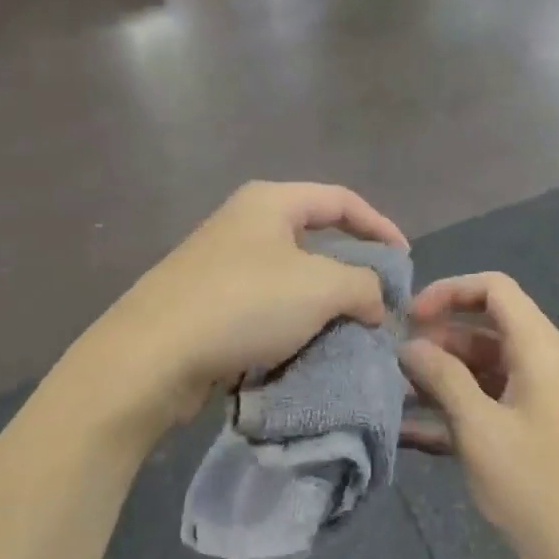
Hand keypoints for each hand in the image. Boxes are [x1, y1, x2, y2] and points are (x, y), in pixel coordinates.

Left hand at [77, 182, 407, 433]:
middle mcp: (242, 225)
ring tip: (350, 335)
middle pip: (315, 240)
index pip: (340, 200)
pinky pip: (265, 311)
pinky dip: (292, 328)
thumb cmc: (244, 305)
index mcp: (269, 203)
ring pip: (290, 280)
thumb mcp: (321, 287)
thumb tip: (375, 303)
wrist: (153, 357)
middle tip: (379, 305)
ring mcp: (220, 267)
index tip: (405, 263)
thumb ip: (364, 286)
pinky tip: (307, 353)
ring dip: (323, 306)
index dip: (380, 226)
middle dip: (352, 272)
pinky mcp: (207, 307)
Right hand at [400, 273, 558, 558]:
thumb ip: (442, 378)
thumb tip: (410, 345)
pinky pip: (485, 406)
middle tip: (393, 364)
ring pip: (480, 370)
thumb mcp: (480, 429)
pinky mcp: (528, 434)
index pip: (494, 290)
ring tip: (393, 396)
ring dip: (439, 378)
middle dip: (437, 340)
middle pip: (484, 329)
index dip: (449, 292)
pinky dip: (452, 412)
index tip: (408, 318)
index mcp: (540, 350)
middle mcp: (541, 366)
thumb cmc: (537, 488)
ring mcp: (535, 402)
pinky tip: (408, 431)